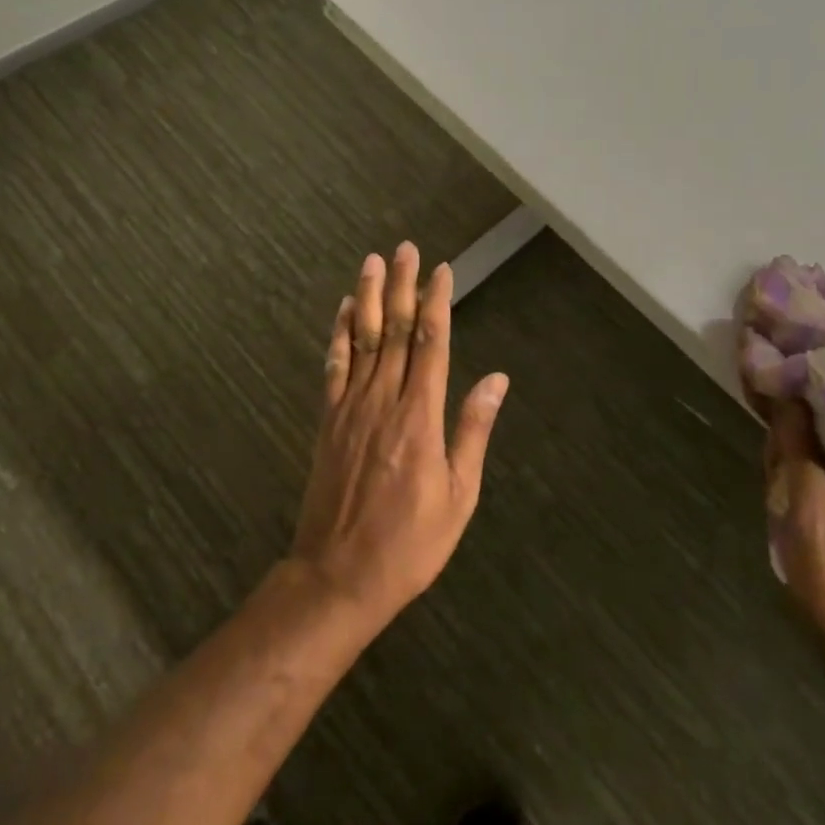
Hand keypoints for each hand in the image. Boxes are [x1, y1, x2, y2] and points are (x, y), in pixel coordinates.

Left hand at [290, 243, 510, 630]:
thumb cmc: (410, 543)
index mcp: (419, 417)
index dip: (436, 303)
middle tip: (407, 249)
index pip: (431, 344)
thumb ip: (473, 431)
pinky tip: (343, 310)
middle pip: (394, 331)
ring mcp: (350, 408)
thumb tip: (496, 380)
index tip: (442, 271)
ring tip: (374, 262)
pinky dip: (339, 334)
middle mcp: (383, 401)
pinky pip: (333, 367)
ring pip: (361, 340)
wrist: (338, 575)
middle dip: (402, 286)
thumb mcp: (459, 496)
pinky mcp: (328, 421)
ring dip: (368, 297)